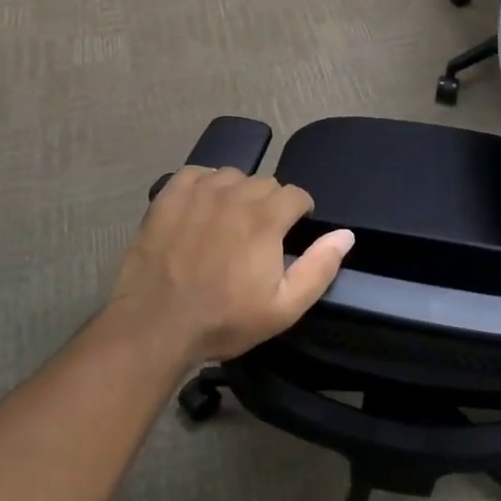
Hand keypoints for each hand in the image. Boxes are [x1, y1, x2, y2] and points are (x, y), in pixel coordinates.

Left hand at [109, 167, 353, 363]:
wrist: (154, 327)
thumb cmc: (224, 321)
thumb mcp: (284, 308)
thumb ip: (319, 268)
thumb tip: (345, 234)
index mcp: (266, 219)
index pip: (296, 194)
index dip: (300, 212)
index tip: (293, 232)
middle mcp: (235, 195)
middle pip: (265, 182)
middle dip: (271, 203)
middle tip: (261, 234)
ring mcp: (199, 193)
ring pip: (232, 175)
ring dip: (238, 192)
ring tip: (231, 220)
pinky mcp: (168, 197)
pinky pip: (196, 174)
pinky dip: (205, 184)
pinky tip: (202, 206)